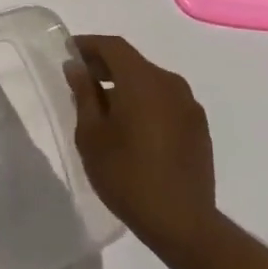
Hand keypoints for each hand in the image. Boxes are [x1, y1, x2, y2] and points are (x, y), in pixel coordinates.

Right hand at [65, 35, 217, 264]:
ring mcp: (188, 105)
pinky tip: (132, 127)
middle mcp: (169, 83)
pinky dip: (145, 102)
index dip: (88, 45)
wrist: (183, 223)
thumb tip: (77, 67)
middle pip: (133, 62)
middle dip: (105, 65)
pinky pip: (165, 101)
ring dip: (126, 85)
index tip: (69, 52)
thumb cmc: (127, 176)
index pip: (113, 46)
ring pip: (150, 81)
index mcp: (142, 80)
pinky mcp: (198, 127)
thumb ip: (84, 94)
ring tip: (104, 107)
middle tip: (82, 79)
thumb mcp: (92, 135)